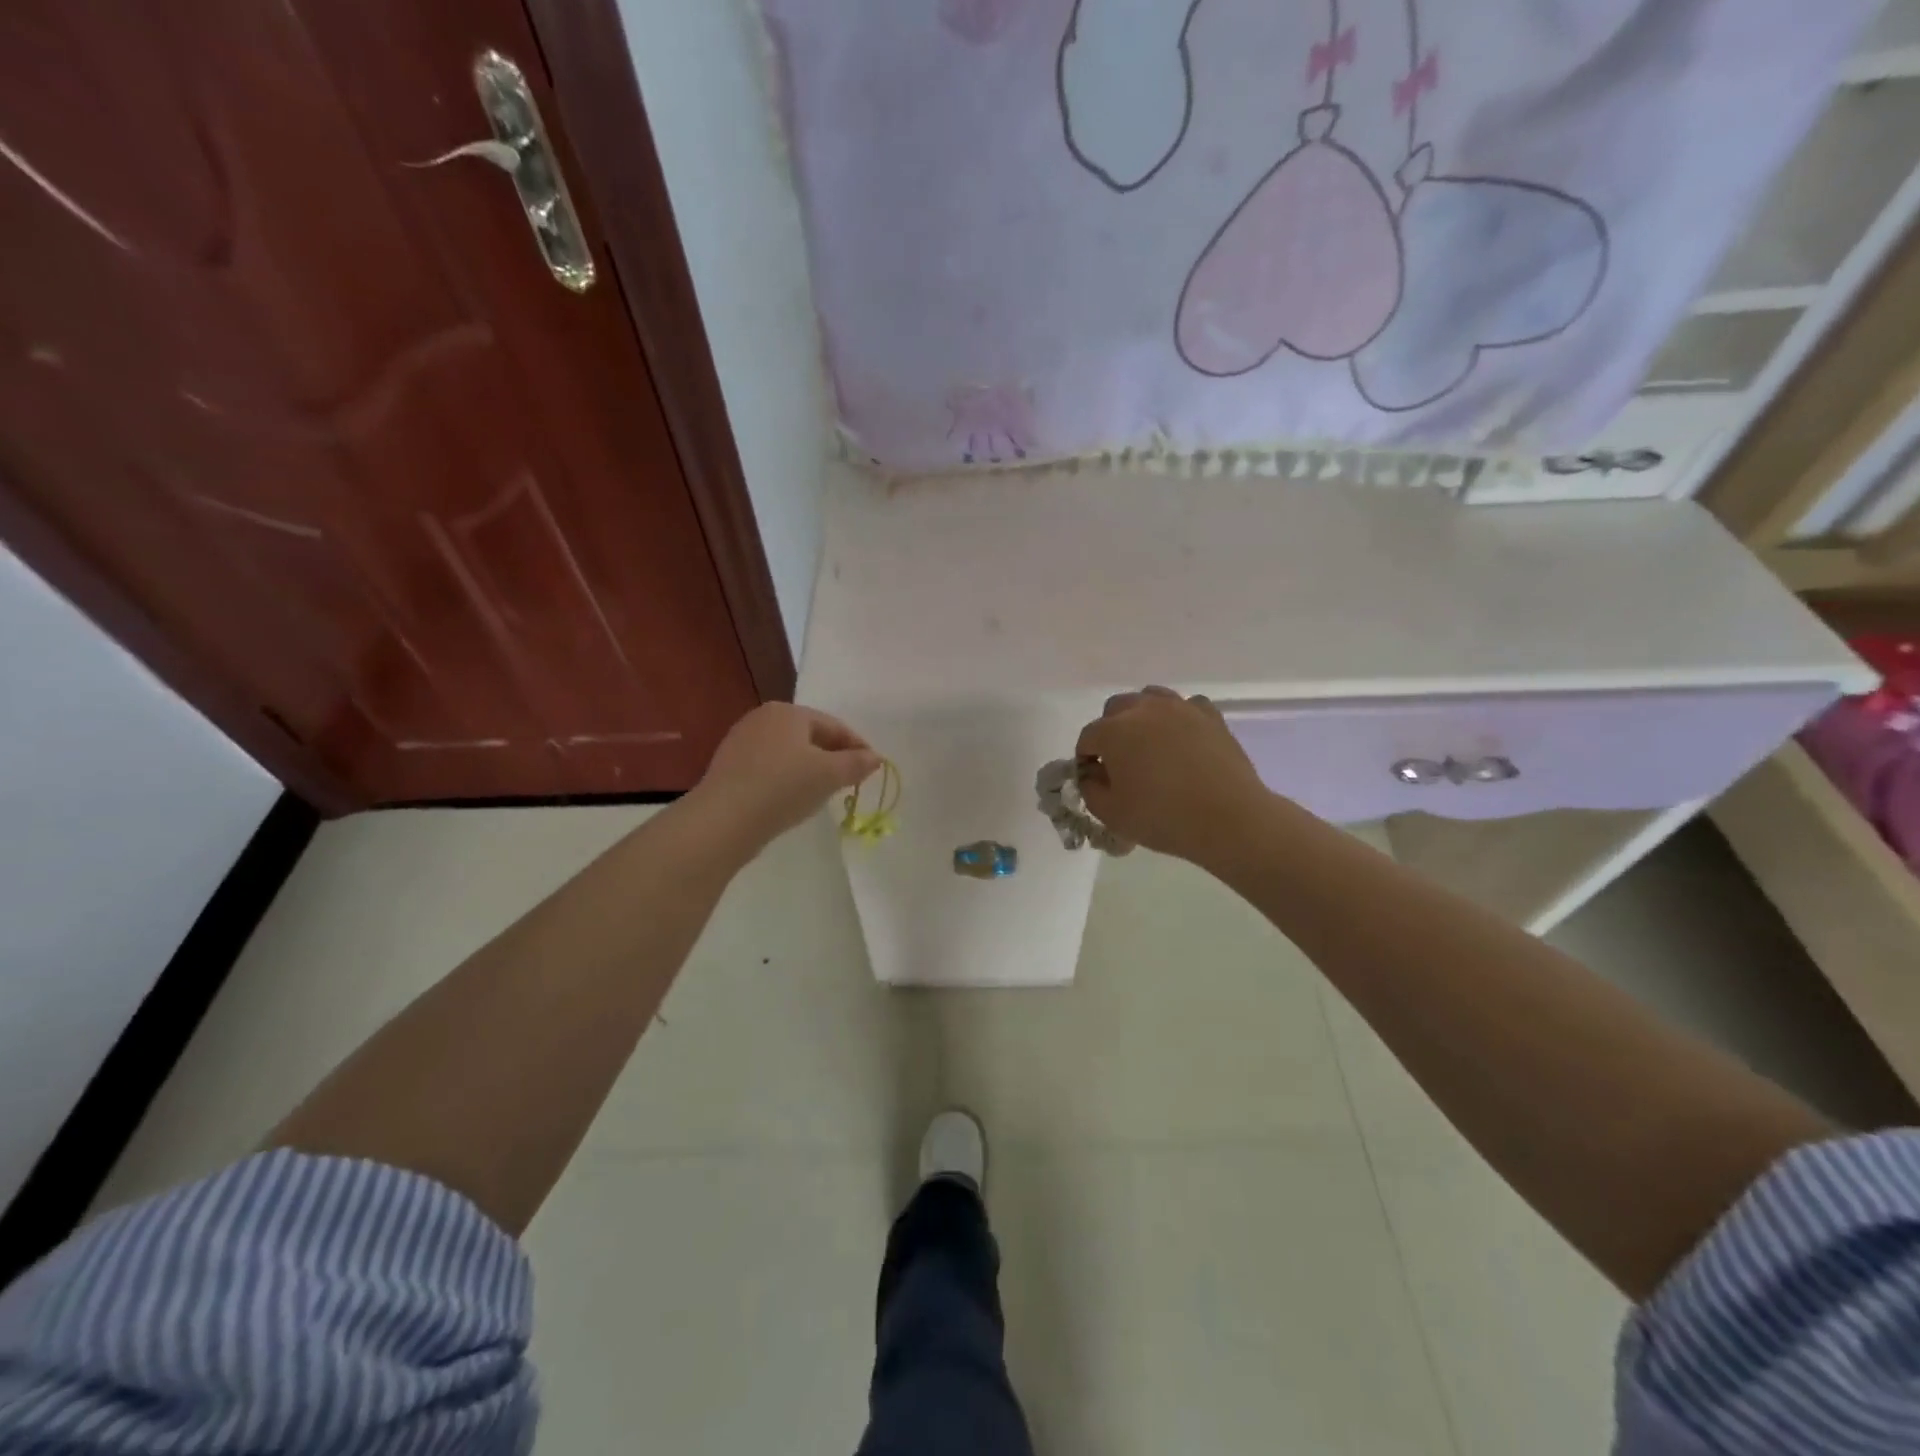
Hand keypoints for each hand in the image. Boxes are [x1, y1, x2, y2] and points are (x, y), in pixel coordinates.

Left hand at [696, 704, 881, 845]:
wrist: (724, 819)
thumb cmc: (783, 787)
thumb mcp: (829, 775)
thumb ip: (856, 763)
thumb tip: (875, 757)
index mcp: (788, 712)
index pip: (834, 725)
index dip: (858, 746)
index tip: (873, 768)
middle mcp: (762, 718)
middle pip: (810, 736)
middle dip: (833, 756)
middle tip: (851, 779)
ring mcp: (741, 742)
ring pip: (789, 753)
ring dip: (810, 769)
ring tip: (824, 792)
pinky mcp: (729, 767)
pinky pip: (769, 768)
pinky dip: (787, 779)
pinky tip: (792, 799)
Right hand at [1075, 687, 1267, 863]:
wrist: (1228, 819)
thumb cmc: (1162, 818)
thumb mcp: (1110, 814)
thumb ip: (1089, 789)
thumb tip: (1092, 773)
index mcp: (1113, 731)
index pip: (1087, 737)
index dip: (1086, 759)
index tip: (1095, 780)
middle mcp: (1143, 709)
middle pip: (1115, 709)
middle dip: (1111, 731)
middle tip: (1121, 762)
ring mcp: (1180, 708)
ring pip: (1150, 698)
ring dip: (1143, 717)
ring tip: (1151, 746)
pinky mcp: (1210, 715)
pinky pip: (1186, 706)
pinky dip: (1179, 718)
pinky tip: (1183, 739)